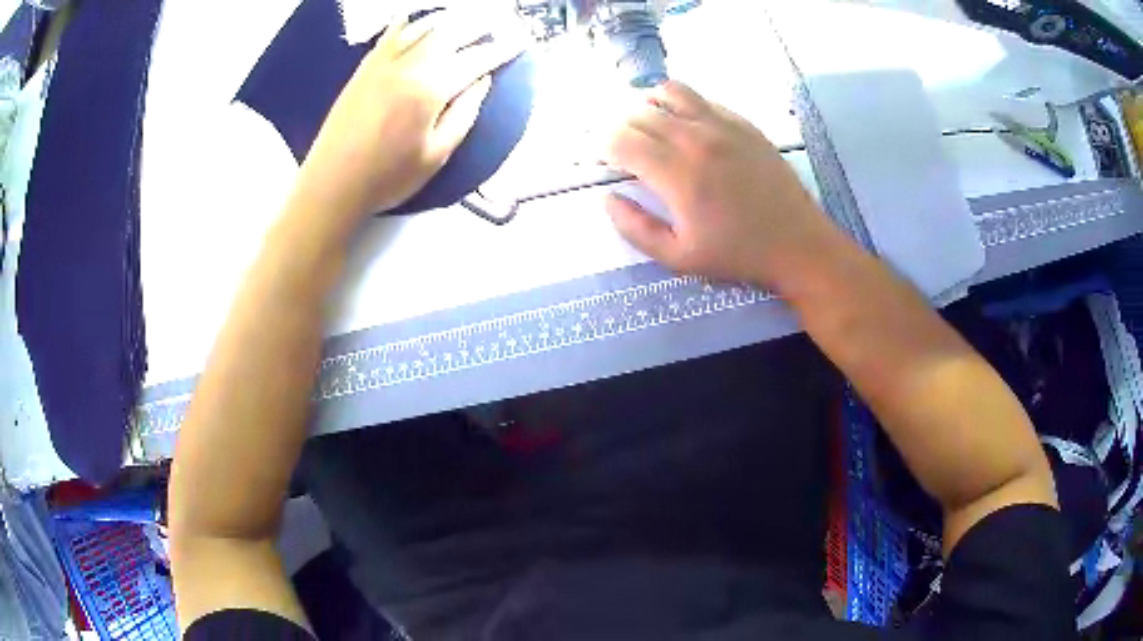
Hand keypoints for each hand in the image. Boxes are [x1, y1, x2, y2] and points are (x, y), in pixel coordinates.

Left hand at [295, 12, 524, 219]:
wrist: (332, 183)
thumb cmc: (388, 177)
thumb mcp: (437, 154)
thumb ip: (464, 114)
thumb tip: (482, 81)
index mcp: (431, 89)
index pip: (475, 60)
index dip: (500, 50)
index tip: (518, 43)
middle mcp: (409, 66)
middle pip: (451, 33)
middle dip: (478, 26)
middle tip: (497, 24)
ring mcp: (383, 63)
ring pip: (422, 28)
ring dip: (448, 20)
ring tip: (465, 19)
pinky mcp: (364, 68)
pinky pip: (389, 35)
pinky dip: (407, 22)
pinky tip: (415, 18)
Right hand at [605, 81, 843, 288]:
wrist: (798, 245)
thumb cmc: (738, 255)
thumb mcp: (680, 259)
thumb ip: (636, 229)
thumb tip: (608, 199)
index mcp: (678, 175)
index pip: (621, 140)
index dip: (602, 146)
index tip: (602, 160)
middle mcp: (696, 139)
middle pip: (640, 113)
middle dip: (618, 127)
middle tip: (620, 148)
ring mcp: (723, 126)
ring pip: (669, 93)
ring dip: (647, 105)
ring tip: (646, 126)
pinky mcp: (743, 123)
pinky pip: (701, 99)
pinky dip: (680, 105)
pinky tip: (682, 124)